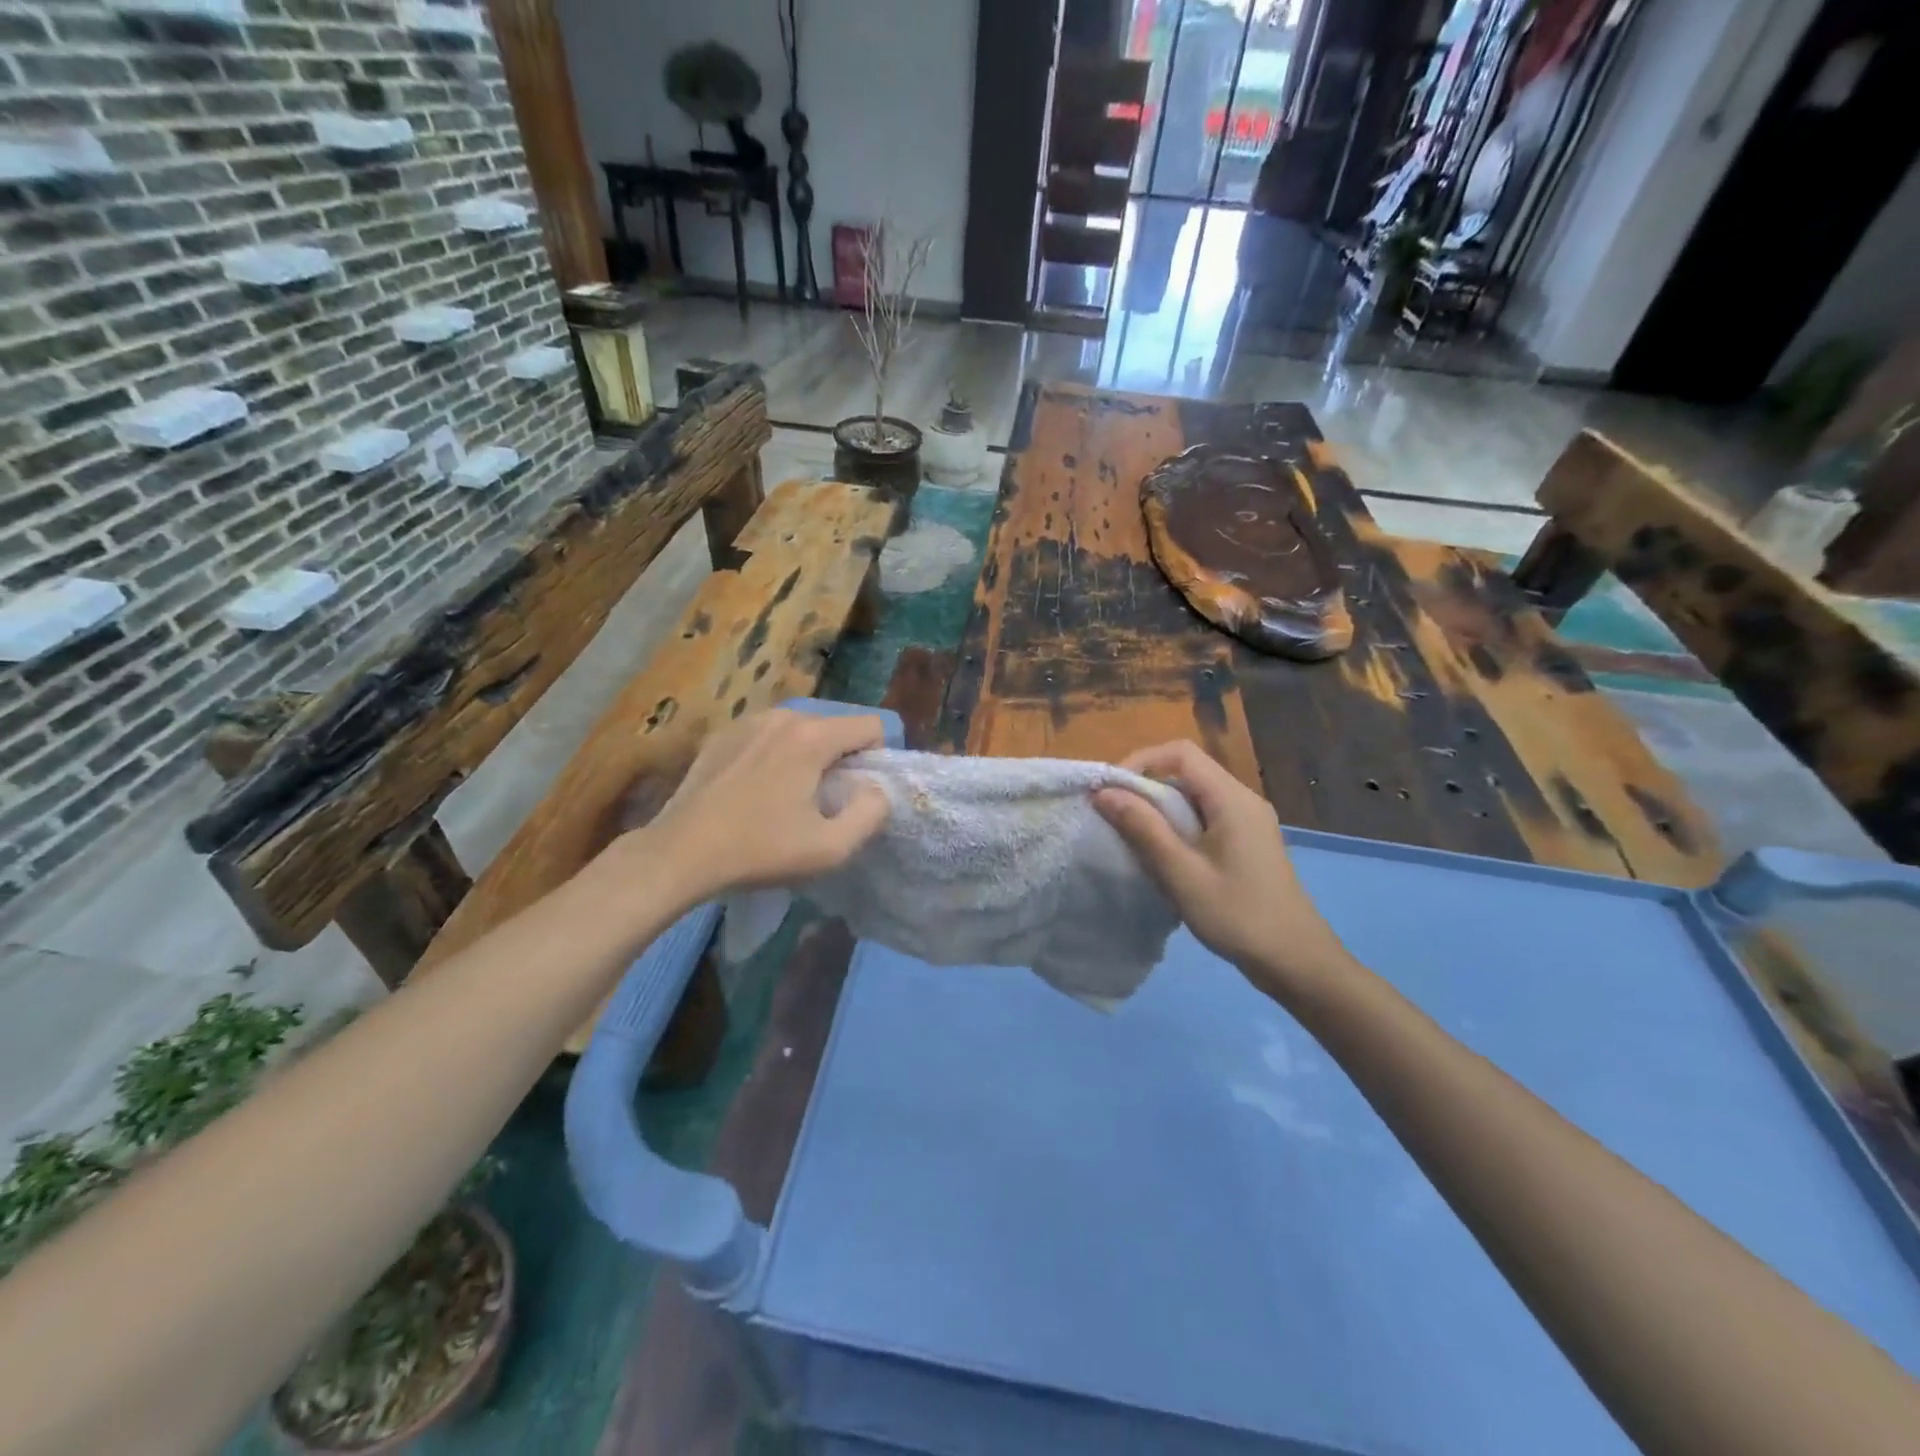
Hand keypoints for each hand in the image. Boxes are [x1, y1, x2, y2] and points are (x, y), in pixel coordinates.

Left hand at [632, 709, 891, 903]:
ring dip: (808, 756)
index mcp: (812, 737)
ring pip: (801, 730)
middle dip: (841, 758)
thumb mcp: (831, 848)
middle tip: (823, 801)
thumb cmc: (759, 851)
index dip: (876, 758)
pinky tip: (756, 790)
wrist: (679, 854)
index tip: (856, 793)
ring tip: (788, 796)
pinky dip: (775, 755)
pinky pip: (768, 736)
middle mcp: (782, 716)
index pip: (870, 725)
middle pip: (835, 726)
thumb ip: (872, 813)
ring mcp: (748, 721)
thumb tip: (876, 789)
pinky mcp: (722, 734)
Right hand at [1094, 740, 1352, 999]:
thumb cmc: (1237, 915)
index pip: (1181, 754)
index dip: (1141, 761)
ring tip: (1134, 838)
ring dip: (1161, 810)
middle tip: (1115, 816)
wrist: (1296, 962)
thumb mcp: (1181, 873)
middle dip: (1147, 788)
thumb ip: (1143, 828)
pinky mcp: (1247, 842)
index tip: (1111, 790)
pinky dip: (1178, 827)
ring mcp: (1248, 822)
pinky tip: (1164, 857)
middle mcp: (1243, 800)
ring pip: (1194, 797)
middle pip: (1187, 772)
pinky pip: (1205, 818)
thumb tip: (1104, 792)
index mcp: (1232, 799)